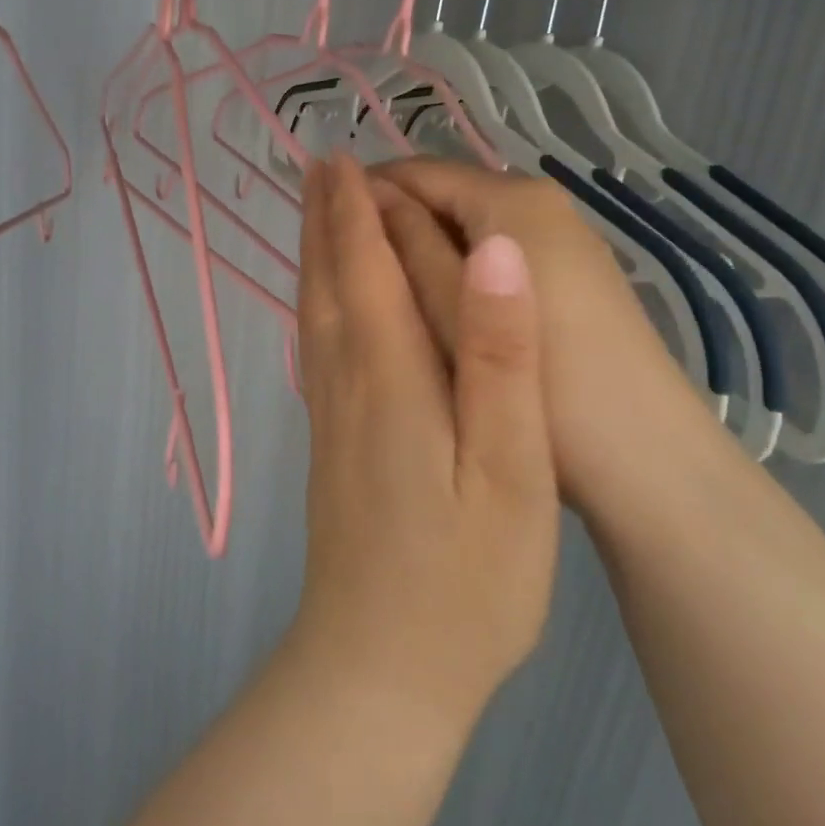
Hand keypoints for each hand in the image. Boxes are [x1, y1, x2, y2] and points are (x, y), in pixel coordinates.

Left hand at [289, 155, 558, 728]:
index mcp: (390, 377)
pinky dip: (316, 309)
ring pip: (315, 316)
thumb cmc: (465, 577)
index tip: (342, 158)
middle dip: (324, 221)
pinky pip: (316, 352)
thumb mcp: (512, 467)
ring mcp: (330, 419)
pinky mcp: (330, 448)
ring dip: (314, 258)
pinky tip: (322, 309)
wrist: (379, 667)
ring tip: (313, 217)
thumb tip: (493, 251)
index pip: (365, 269)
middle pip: (329, 284)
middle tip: (316, 166)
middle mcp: (346, 385)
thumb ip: (501, 356)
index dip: (355, 211)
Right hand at [369, 157, 721, 512]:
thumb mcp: (455, 307)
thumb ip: (406, 245)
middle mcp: (540, 203)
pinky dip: (451, 271)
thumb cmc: (543, 377)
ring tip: (371, 292)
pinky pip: (489, 257)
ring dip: (417, 250)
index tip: (312, 227)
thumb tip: (361, 194)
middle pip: (443, 196)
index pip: (416, 171)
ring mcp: (559, 240)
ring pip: (465, 230)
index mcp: (513, 198)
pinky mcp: (567, 277)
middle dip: (387, 223)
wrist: (647, 457)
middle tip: (336, 270)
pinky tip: (427, 307)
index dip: (359, 193)